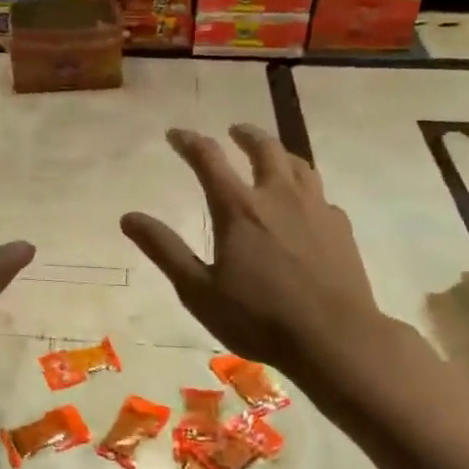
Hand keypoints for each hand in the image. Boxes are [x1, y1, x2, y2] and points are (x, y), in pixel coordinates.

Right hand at [121, 125, 391, 383]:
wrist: (334, 338)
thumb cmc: (258, 317)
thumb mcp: (198, 290)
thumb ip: (164, 250)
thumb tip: (129, 217)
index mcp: (239, 208)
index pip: (209, 159)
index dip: (189, 142)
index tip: (175, 134)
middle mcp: (278, 196)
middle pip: (264, 149)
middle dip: (245, 135)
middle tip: (234, 131)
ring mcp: (315, 208)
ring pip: (298, 164)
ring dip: (279, 152)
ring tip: (272, 155)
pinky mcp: (340, 227)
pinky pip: (320, 194)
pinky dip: (305, 188)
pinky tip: (305, 204)